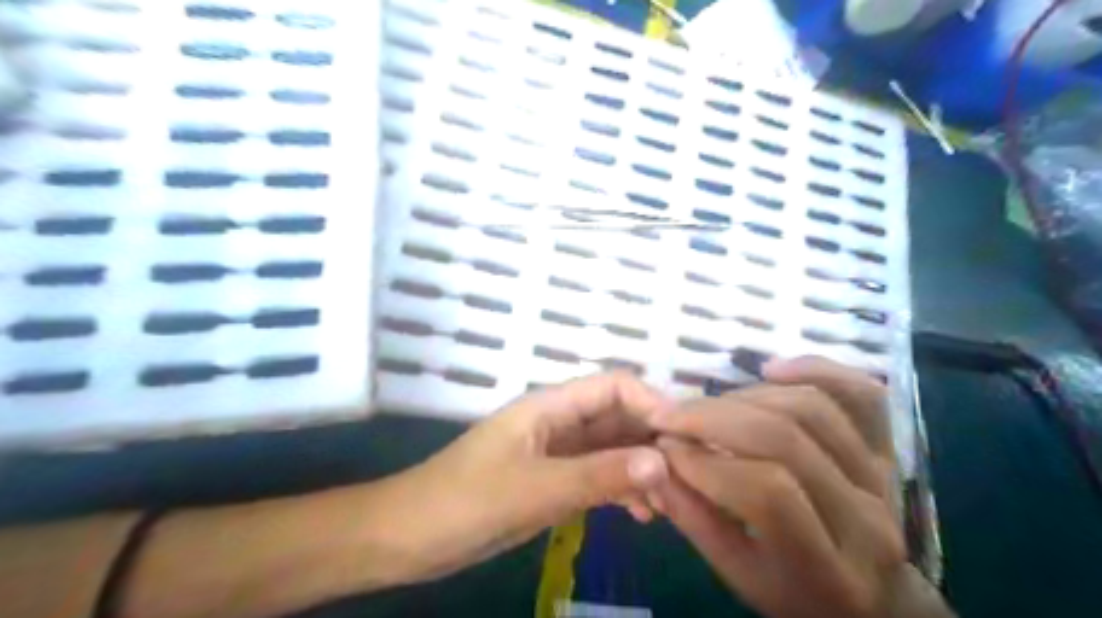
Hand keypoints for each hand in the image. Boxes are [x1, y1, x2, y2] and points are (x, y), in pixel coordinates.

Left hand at [394, 371, 671, 583]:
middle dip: (653, 442)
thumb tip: (661, 462)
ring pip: (611, 449)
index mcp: (550, 407)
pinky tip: (640, 515)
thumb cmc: (463, 502)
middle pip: (618, 418)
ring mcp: (556, 453)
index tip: (683, 440)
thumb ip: (597, 475)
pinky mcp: (552, 481)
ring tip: (668, 505)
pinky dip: (621, 489)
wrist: (408, 537)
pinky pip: (597, 476)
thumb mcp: (534, 490)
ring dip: (641, 469)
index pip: (614, 387)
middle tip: (686, 481)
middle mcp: (558, 423)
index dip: (651, 404)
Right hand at [649, 358, 951, 617]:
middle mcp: (865, 517)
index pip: (767, 493)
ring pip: (812, 409)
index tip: (663, 447)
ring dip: (745, 396)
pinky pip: (862, 393)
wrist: (875, 596)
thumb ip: (695, 518)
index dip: (705, 462)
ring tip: (706, 408)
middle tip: (669, 416)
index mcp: (828, 568)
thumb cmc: (797, 592)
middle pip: (785, 440)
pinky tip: (772, 368)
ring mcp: (883, 476)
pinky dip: (816, 368)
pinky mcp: (888, 447)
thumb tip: (656, 462)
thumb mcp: (739, 576)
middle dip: (713, 419)